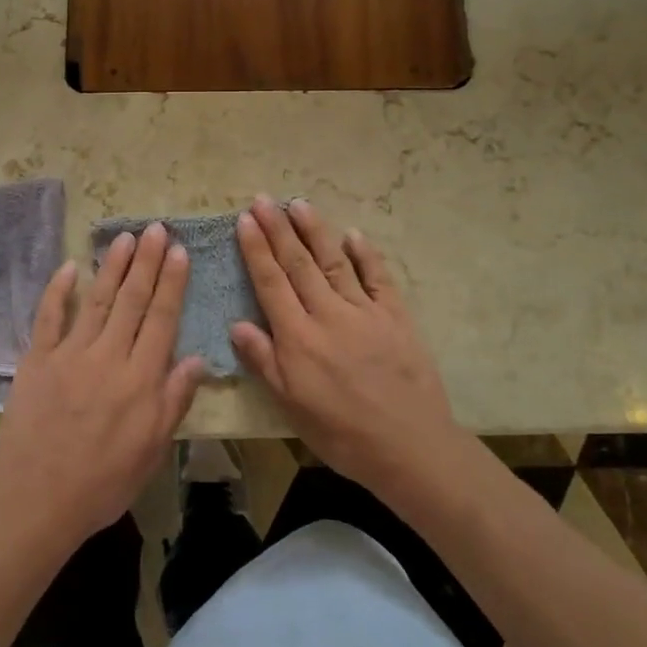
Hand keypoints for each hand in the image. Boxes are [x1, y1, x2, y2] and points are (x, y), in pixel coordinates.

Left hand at [0, 223, 207, 548]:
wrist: (38, 501)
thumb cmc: (104, 481)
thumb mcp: (153, 450)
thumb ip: (174, 401)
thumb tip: (198, 358)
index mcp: (140, 379)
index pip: (161, 319)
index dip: (171, 282)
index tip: (178, 251)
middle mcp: (108, 357)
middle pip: (131, 300)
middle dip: (146, 262)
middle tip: (154, 228)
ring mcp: (69, 355)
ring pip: (96, 300)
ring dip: (111, 266)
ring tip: (124, 237)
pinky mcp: (36, 360)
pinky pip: (48, 317)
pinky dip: (58, 291)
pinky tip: (69, 267)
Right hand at [232, 197, 473, 511]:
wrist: (409, 447)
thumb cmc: (342, 433)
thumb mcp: (292, 406)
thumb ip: (265, 361)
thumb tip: (237, 324)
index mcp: (299, 337)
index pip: (271, 282)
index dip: (256, 249)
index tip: (245, 219)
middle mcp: (328, 314)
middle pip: (298, 263)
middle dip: (278, 229)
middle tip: (263, 199)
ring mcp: (365, 311)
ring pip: (334, 261)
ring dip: (314, 231)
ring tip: (298, 204)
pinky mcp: (396, 315)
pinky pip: (378, 277)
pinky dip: (365, 254)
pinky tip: (352, 234)